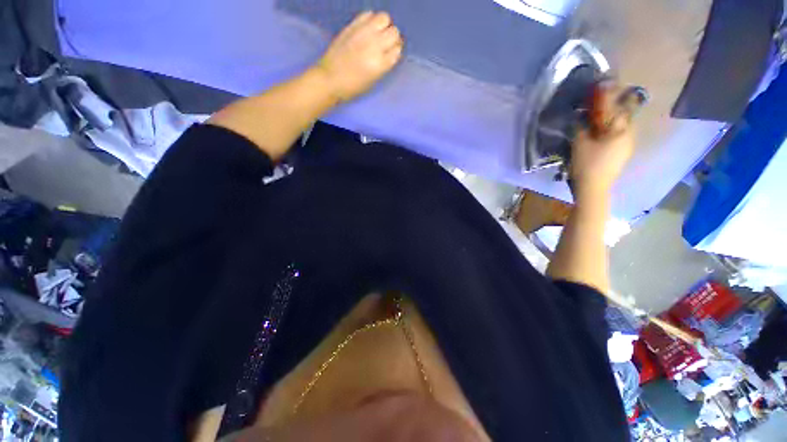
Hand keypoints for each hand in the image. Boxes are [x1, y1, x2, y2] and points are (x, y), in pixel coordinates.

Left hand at [315, 11, 402, 101]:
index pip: (397, 50)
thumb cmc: (353, 87)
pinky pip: (368, 14)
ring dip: (384, 25)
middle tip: (385, 44)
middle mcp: (374, 46)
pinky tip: (367, 29)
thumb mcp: (374, 80)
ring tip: (377, 33)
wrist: (330, 79)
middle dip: (392, 38)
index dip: (395, 51)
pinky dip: (371, 20)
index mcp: (380, 64)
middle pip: (394, 32)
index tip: (391, 54)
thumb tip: (391, 51)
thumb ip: (384, 64)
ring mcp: (363, 33)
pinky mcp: (352, 26)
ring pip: (384, 18)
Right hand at [569, 84, 635, 202]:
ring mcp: (627, 146)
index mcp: (621, 130)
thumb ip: (582, 126)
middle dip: (614, 105)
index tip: (607, 82)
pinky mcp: (622, 154)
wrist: (593, 189)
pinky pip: (619, 136)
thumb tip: (582, 115)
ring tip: (600, 117)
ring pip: (622, 126)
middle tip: (602, 101)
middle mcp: (629, 135)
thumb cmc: (587, 164)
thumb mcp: (580, 143)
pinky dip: (611, 130)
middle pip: (624, 114)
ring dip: (613, 119)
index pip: (619, 105)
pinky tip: (601, 134)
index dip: (613, 93)